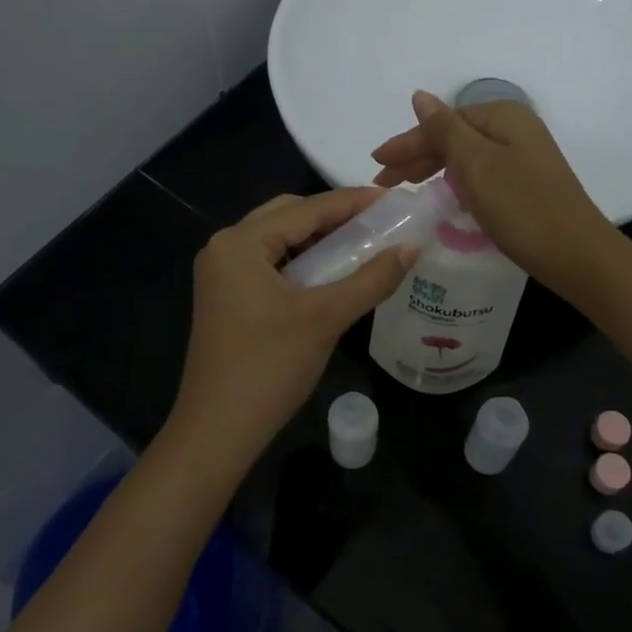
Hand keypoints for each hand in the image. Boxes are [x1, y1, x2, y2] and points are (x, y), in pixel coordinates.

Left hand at [166, 189, 414, 464]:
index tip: (395, 201)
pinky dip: (303, 262)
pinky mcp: (226, 297)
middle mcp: (225, 247)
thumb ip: (372, 278)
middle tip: (380, 224)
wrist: (218, 430)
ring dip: (319, 240)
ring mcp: (221, 274)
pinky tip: (333, 273)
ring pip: (279, 240)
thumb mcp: (326, 317)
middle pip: (289, 216)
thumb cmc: (270, 367)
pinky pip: (270, 264)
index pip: (306, 208)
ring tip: (363, 245)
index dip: (353, 202)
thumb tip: (412, 247)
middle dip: (335, 217)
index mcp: (240, 242)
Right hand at [371, 91, 619, 300]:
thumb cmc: (522, 207)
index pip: (442, 123)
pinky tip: (443, 195)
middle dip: (417, 157)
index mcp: (503, 116)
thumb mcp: (477, 164)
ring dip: (434, 169)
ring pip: (466, 157)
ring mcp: (523, 157)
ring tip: (405, 188)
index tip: (376, 164)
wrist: (577, 255)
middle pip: (454, 137)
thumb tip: (420, 96)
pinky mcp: (526, 184)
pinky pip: (480, 174)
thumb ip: (444, 129)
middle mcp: (515, 129)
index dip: (407, 143)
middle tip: (384, 182)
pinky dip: (456, 182)